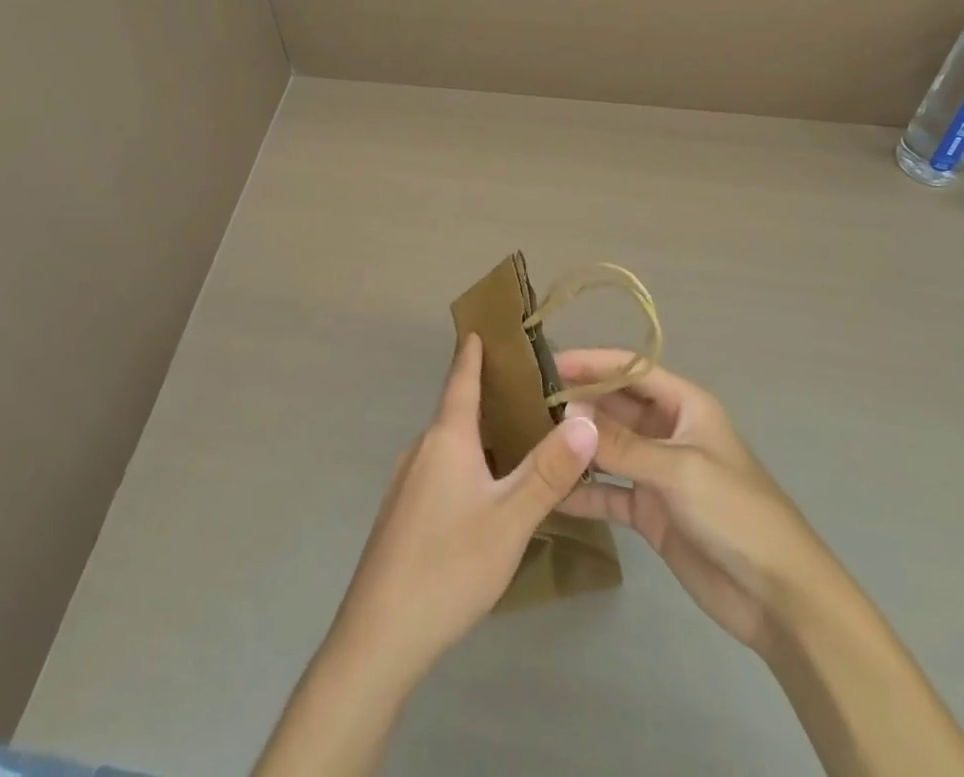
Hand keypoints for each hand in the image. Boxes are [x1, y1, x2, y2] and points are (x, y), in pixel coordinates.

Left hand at [328, 334, 599, 682]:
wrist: (378, 637)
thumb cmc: (448, 566)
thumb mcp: (510, 519)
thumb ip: (549, 471)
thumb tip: (586, 419)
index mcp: (445, 439)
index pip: (460, 379)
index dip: (472, 352)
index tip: (482, 325)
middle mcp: (421, 449)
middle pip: (456, 409)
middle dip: (487, 394)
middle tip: (528, 387)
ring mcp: (405, 483)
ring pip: (448, 444)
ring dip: (477, 433)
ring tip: (515, 436)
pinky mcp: (401, 515)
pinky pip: (438, 470)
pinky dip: (464, 462)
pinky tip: (484, 491)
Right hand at [556, 348, 813, 656]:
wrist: (779, 597)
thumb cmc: (735, 512)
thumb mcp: (678, 469)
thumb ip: (621, 443)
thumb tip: (568, 413)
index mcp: (685, 405)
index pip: (631, 369)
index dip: (592, 362)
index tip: (548, 363)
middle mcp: (668, 431)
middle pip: (616, 406)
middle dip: (578, 403)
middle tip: (527, 402)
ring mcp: (658, 472)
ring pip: (609, 448)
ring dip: (578, 445)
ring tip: (532, 440)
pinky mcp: (651, 512)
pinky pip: (610, 492)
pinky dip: (584, 492)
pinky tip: (551, 494)